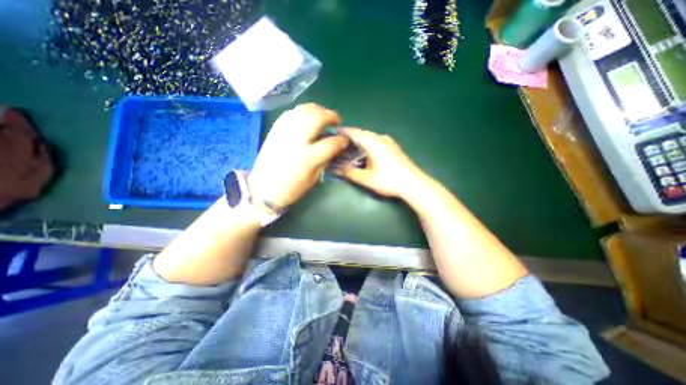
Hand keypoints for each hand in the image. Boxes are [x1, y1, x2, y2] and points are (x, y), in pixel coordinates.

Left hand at [248, 103, 348, 208]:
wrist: (263, 189)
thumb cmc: (291, 188)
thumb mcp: (313, 178)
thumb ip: (325, 160)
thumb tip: (334, 147)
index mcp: (307, 158)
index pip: (331, 143)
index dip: (342, 140)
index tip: (345, 141)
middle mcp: (295, 141)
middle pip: (317, 118)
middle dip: (331, 116)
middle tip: (335, 122)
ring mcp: (283, 133)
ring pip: (303, 110)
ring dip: (317, 110)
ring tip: (323, 117)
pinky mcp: (274, 130)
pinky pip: (290, 113)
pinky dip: (302, 112)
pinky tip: (306, 119)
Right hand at [337, 130, 426, 199]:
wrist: (414, 184)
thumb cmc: (389, 180)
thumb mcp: (366, 178)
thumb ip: (350, 172)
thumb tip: (336, 168)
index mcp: (373, 141)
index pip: (354, 132)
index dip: (342, 132)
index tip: (332, 135)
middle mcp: (380, 137)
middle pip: (362, 133)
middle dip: (350, 138)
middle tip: (338, 146)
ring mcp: (389, 142)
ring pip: (370, 137)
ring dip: (359, 141)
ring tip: (349, 150)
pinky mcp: (394, 147)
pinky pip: (376, 141)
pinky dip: (367, 144)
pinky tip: (365, 154)